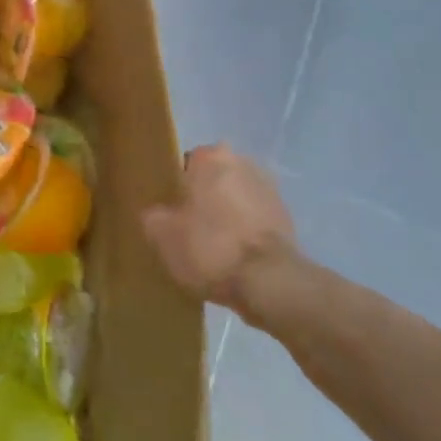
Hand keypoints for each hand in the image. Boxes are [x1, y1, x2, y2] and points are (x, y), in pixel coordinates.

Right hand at [143, 144, 296, 315]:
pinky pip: (253, 220)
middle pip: (212, 180)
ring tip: (210, 246)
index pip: (184, 163)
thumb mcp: (161, 234)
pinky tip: (231, 257)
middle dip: (201, 199)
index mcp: (212, 158)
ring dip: (224, 215)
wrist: (270, 282)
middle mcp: (244, 163)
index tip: (167, 210)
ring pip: (234, 199)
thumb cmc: (209, 247)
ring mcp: (270, 190)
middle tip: (185, 227)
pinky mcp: (287, 218)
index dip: (173, 187)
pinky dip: (243, 232)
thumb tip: (157, 214)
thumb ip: (153, 216)